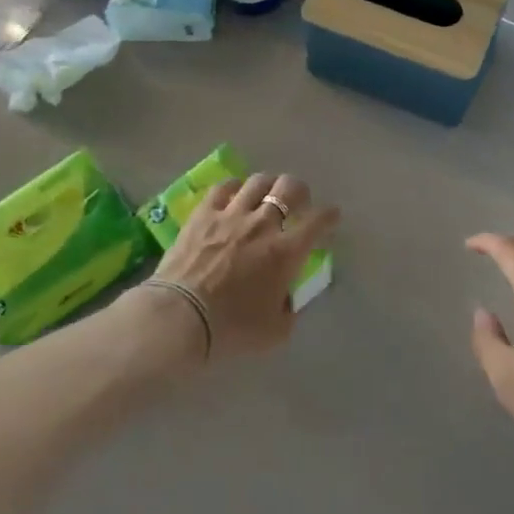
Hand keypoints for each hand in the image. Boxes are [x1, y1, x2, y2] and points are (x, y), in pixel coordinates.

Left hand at [141, 174, 338, 360]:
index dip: (329, 215)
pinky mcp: (203, 214)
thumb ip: (288, 310)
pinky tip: (234, 193)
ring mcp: (231, 214)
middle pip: (289, 188)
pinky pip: (223, 187)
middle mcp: (263, 224)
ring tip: (267, 193)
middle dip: (299, 191)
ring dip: (268, 185)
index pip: (317, 222)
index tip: (332, 216)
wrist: (181, 317)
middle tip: (298, 201)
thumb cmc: (232, 329)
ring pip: (258, 181)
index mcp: (286, 252)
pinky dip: (234, 187)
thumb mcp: (275, 332)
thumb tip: (287, 298)